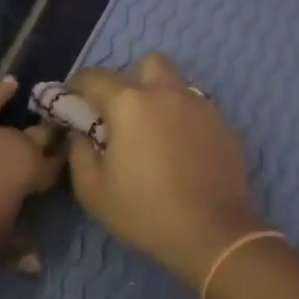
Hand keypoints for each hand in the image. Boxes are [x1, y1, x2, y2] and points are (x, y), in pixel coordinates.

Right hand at [65, 53, 266, 283]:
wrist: (213, 235)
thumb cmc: (145, 211)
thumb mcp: (92, 189)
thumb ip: (78, 151)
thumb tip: (80, 132)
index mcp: (130, 103)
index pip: (94, 77)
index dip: (77, 87)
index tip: (72, 104)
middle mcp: (168, 93)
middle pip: (148, 63)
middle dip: (131, 80)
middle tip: (123, 113)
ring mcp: (202, 107)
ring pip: (178, 86)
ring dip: (162, 99)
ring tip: (156, 135)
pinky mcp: (226, 127)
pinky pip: (199, 112)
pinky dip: (186, 122)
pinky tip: (183, 154)